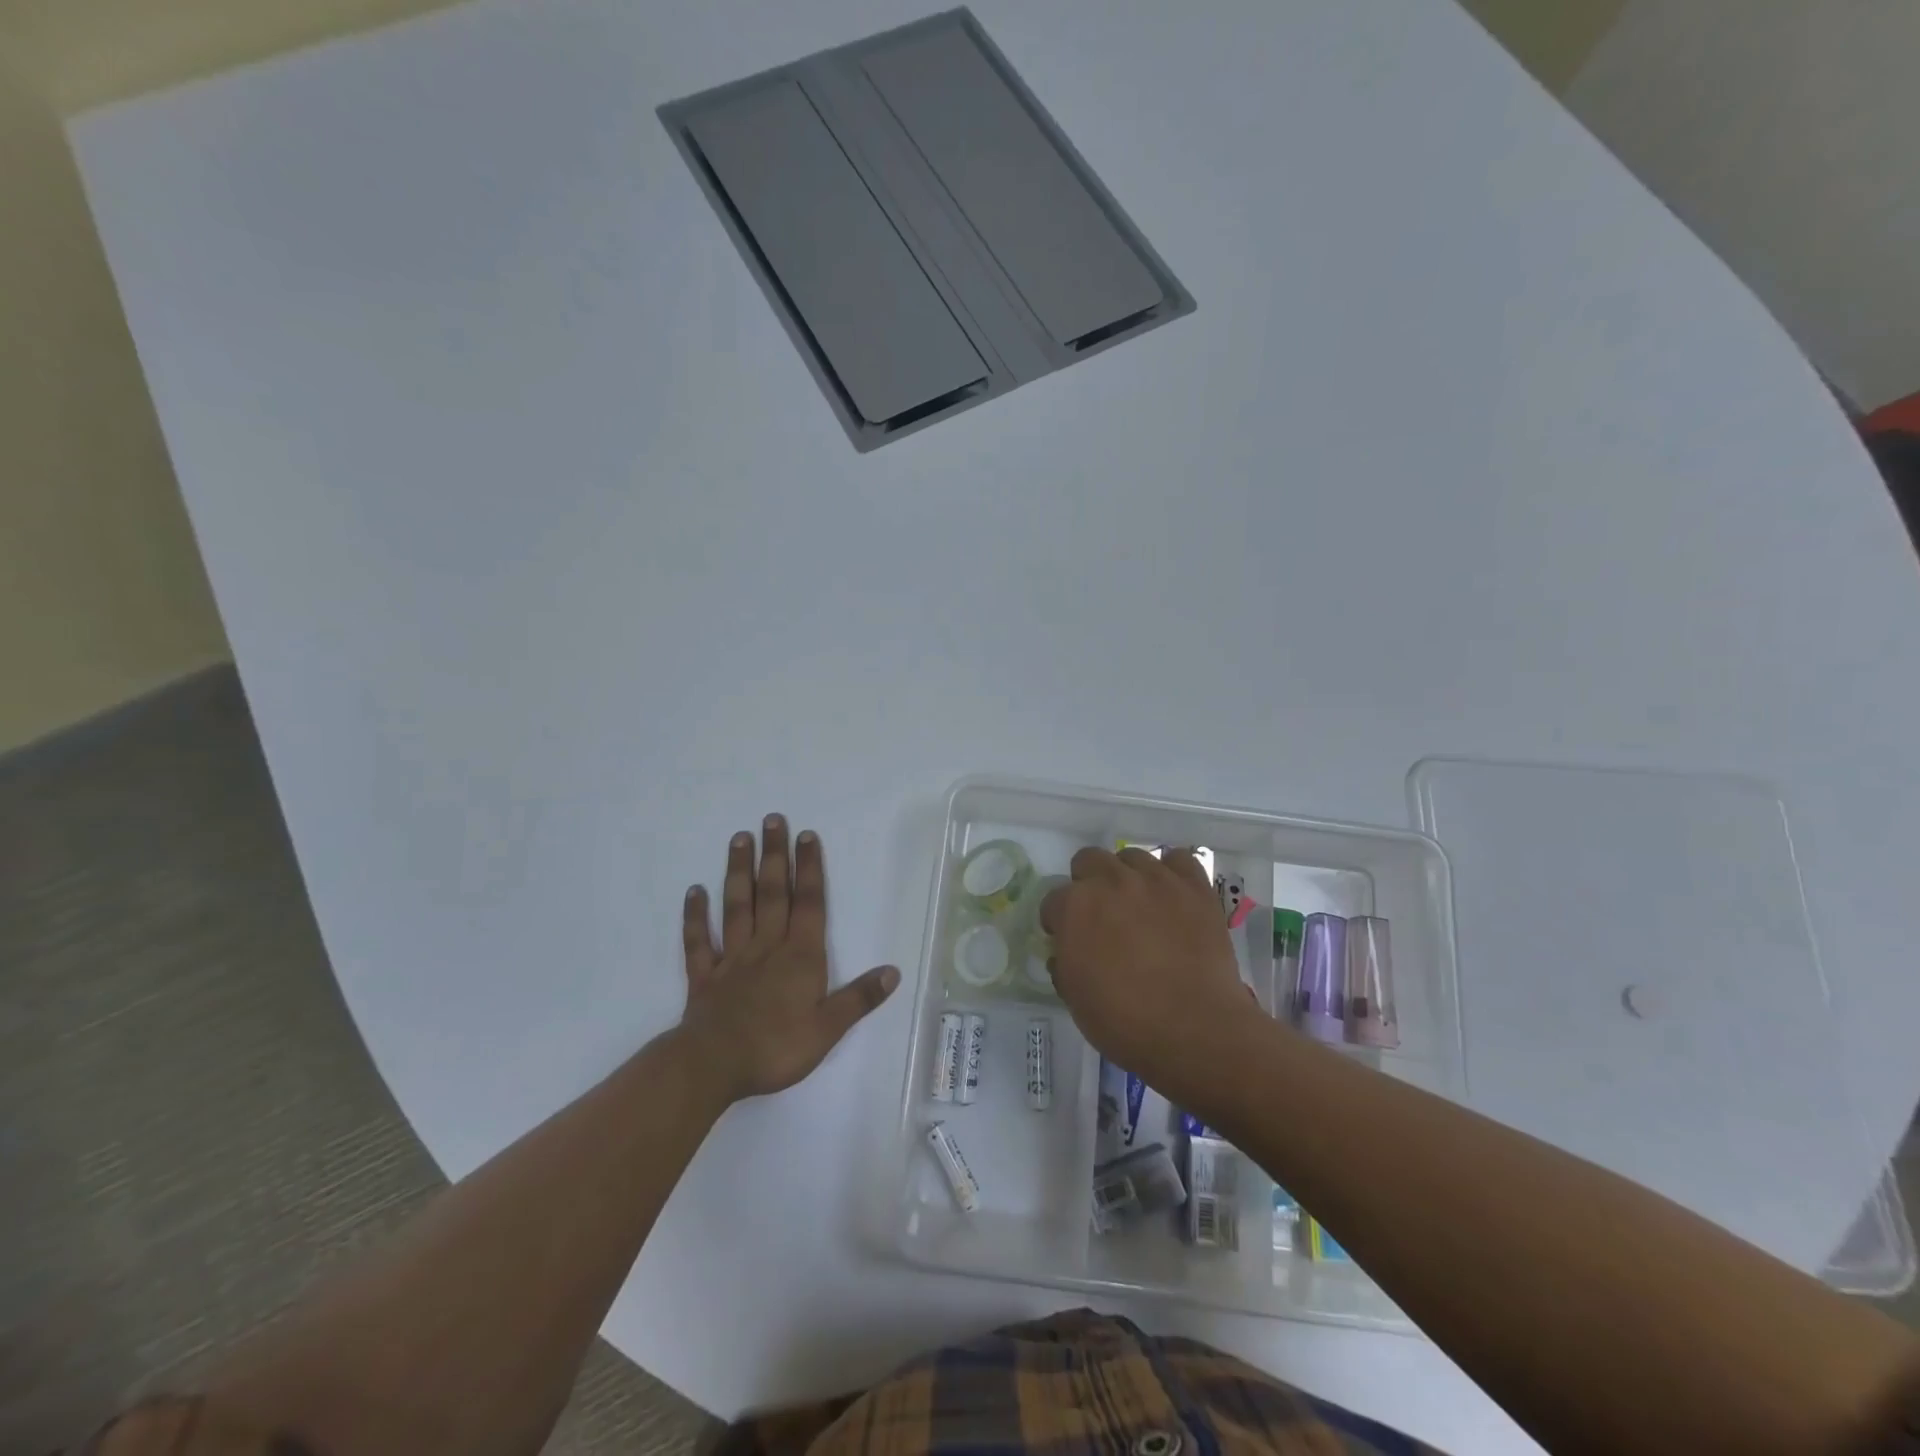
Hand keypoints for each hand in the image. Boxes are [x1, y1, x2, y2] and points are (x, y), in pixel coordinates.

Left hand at [679, 816, 898, 1102]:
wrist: (713, 1066)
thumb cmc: (776, 1047)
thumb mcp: (828, 1029)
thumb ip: (859, 998)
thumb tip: (893, 971)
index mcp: (800, 956)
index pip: (808, 903)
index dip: (809, 868)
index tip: (807, 835)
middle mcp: (766, 946)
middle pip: (772, 893)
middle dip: (775, 855)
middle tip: (772, 819)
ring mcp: (732, 958)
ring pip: (737, 906)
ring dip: (739, 872)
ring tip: (740, 839)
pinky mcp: (704, 976)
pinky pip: (699, 941)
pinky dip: (695, 916)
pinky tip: (694, 892)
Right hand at [1041, 847, 1251, 1095]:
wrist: (1194, 1029)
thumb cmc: (1124, 1021)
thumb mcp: (1074, 998)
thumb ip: (1064, 963)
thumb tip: (1067, 951)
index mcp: (1075, 906)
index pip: (1053, 900)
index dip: (1058, 921)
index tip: (1066, 939)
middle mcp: (1111, 880)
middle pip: (1089, 860)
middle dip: (1088, 884)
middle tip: (1101, 916)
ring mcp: (1155, 879)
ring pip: (1131, 856)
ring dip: (1128, 876)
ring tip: (1139, 905)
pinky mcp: (1194, 887)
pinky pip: (1179, 860)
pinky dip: (1172, 873)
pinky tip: (1172, 895)